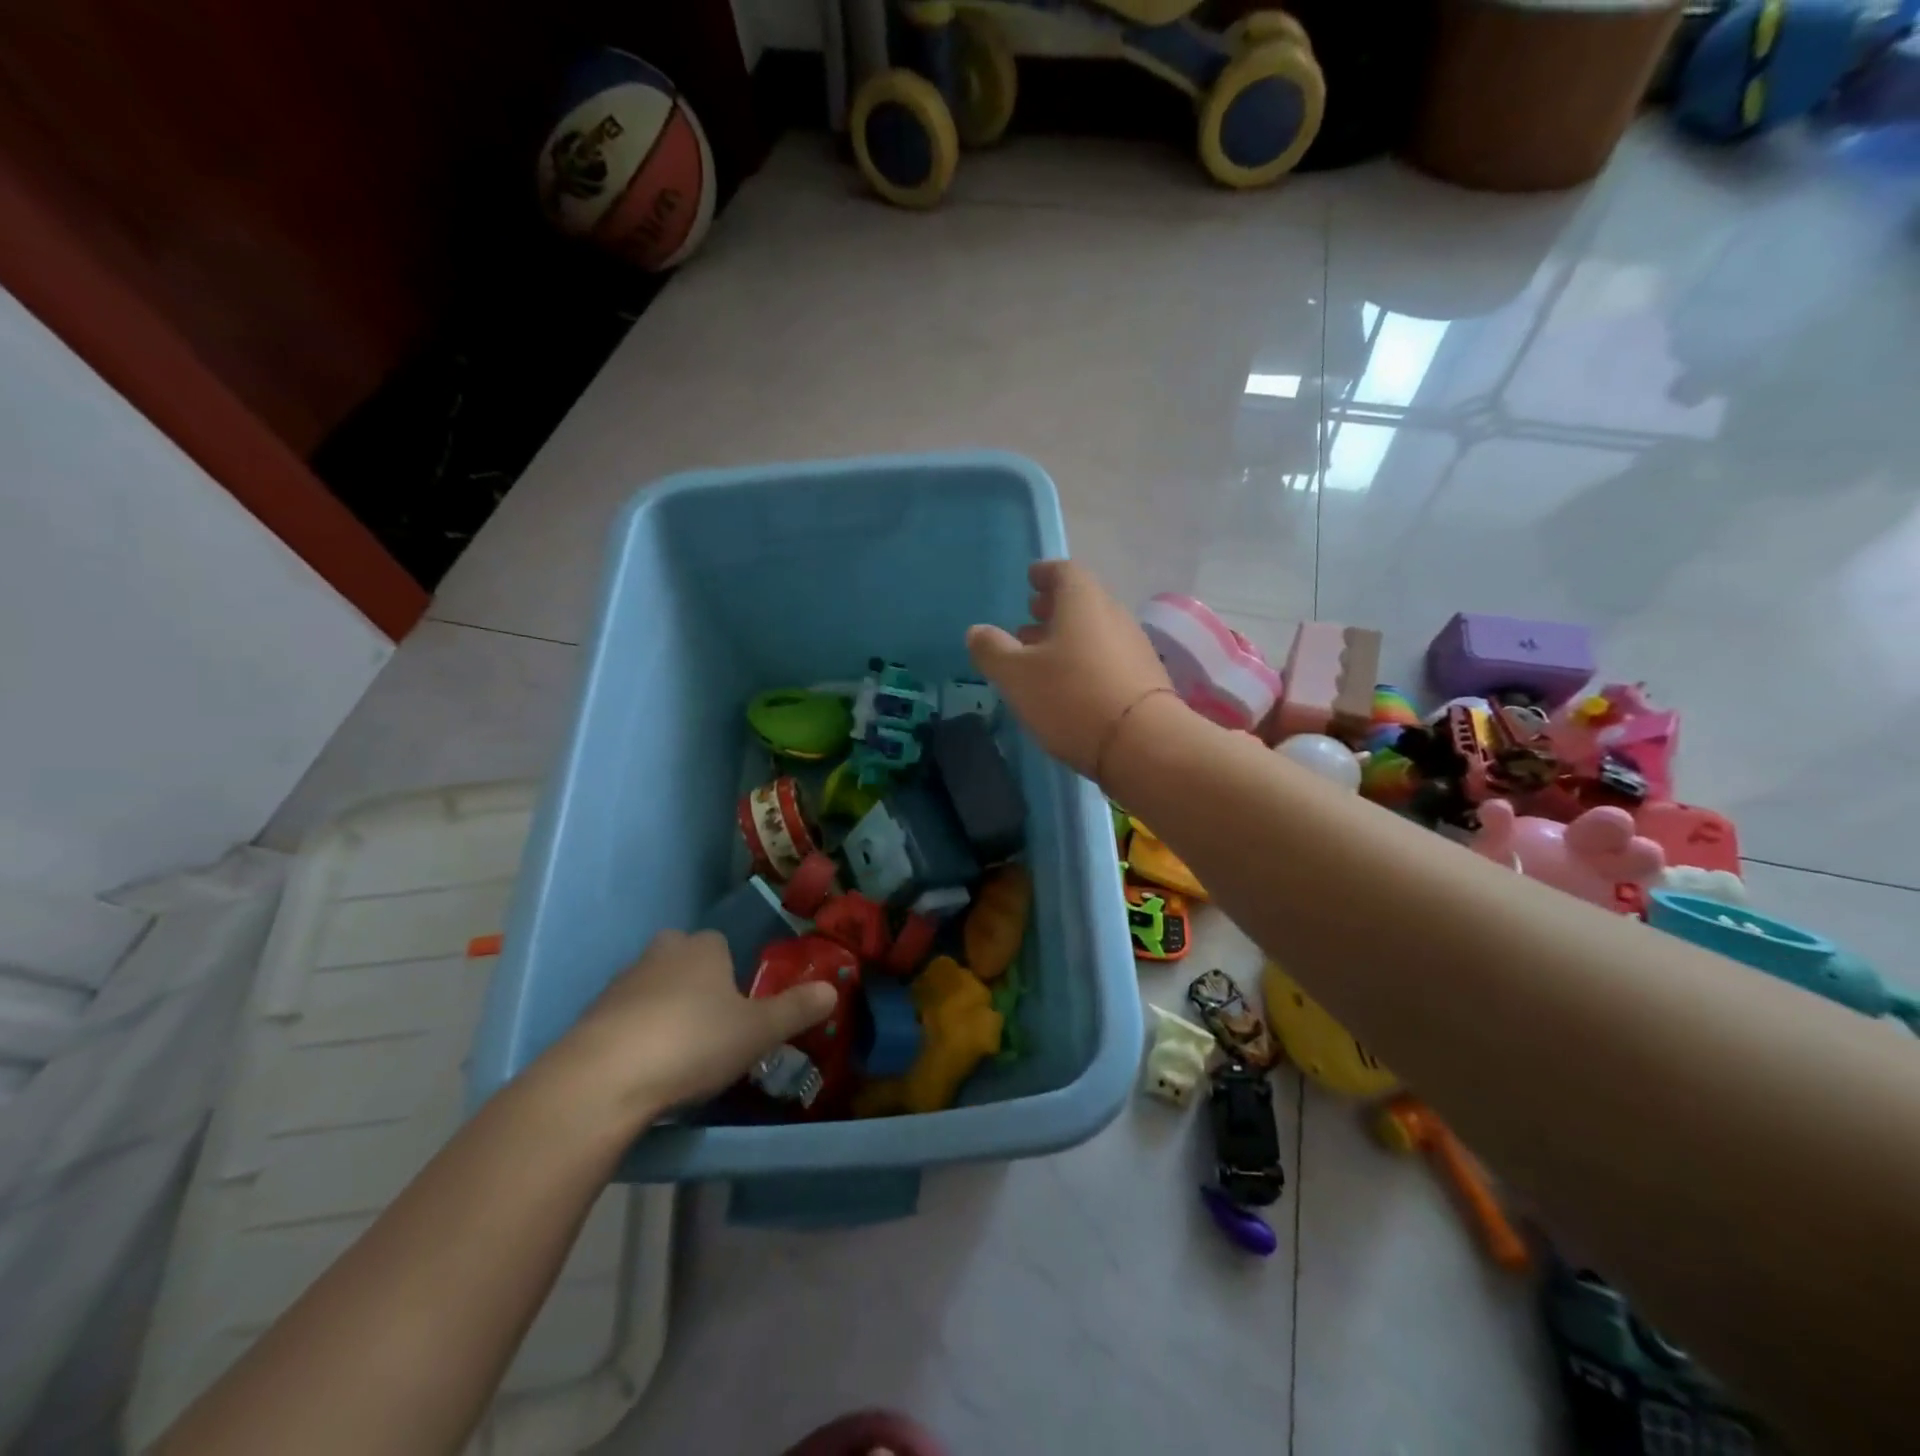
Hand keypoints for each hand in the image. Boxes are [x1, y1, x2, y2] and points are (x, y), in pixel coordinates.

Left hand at [548, 929, 835, 1123]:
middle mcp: (661, 953)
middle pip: (684, 960)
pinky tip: (644, 1070)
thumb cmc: (693, 1042)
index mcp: (703, 948)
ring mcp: (620, 983)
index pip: (722, 944)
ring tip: (678, 1055)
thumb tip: (834, 989)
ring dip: (663, 1011)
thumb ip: (796, 1009)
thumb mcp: (757, 1031)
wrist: (603, 1079)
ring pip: (652, 988)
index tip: (739, 1008)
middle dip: (696, 984)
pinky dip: (635, 1036)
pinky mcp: (590, 1017)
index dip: (732, 973)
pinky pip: (623, 1018)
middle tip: (711, 1027)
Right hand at [967, 559, 1175, 777]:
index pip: (1064, 571)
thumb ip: (992, 650)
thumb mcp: (1017, 675)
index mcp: (1083, 601)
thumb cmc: (1071, 698)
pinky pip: (1108, 657)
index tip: (1030, 580)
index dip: (1044, 573)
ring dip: (1068, 638)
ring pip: (1095, 631)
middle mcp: (1113, 615)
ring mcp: (1134, 647)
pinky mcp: (1145, 679)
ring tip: (1042, 658)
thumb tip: (976, 631)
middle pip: (1082, 601)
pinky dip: (1085, 660)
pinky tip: (1070, 686)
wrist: (1142, 744)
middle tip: (1029, 620)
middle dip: (1054, 608)